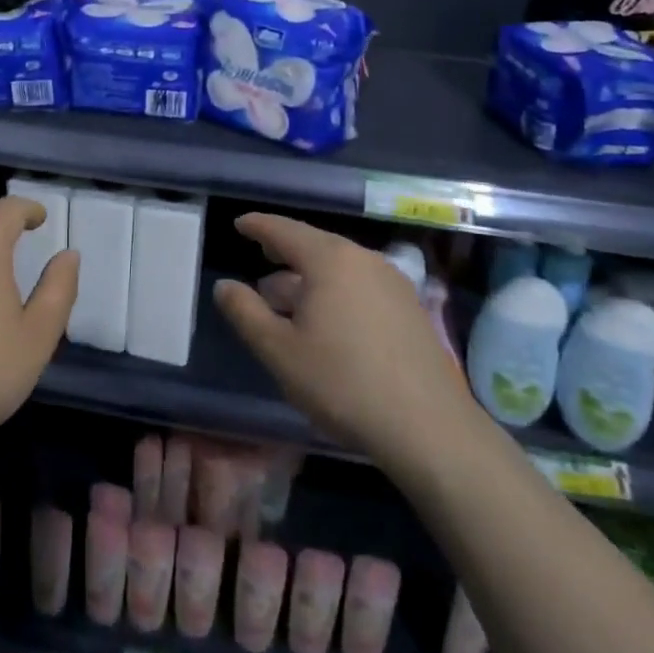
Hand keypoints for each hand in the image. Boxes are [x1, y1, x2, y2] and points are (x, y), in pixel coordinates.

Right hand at [215, 214, 474, 468]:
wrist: (429, 428)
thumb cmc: (343, 383)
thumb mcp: (279, 351)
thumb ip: (245, 312)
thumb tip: (224, 286)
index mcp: (328, 259)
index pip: (284, 230)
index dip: (258, 226)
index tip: (240, 224)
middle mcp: (362, 258)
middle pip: (314, 244)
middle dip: (284, 251)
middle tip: (261, 254)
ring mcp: (391, 282)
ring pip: (338, 267)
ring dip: (309, 276)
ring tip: (287, 298)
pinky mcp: (409, 308)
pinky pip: (359, 284)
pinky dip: (334, 290)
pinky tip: (327, 320)